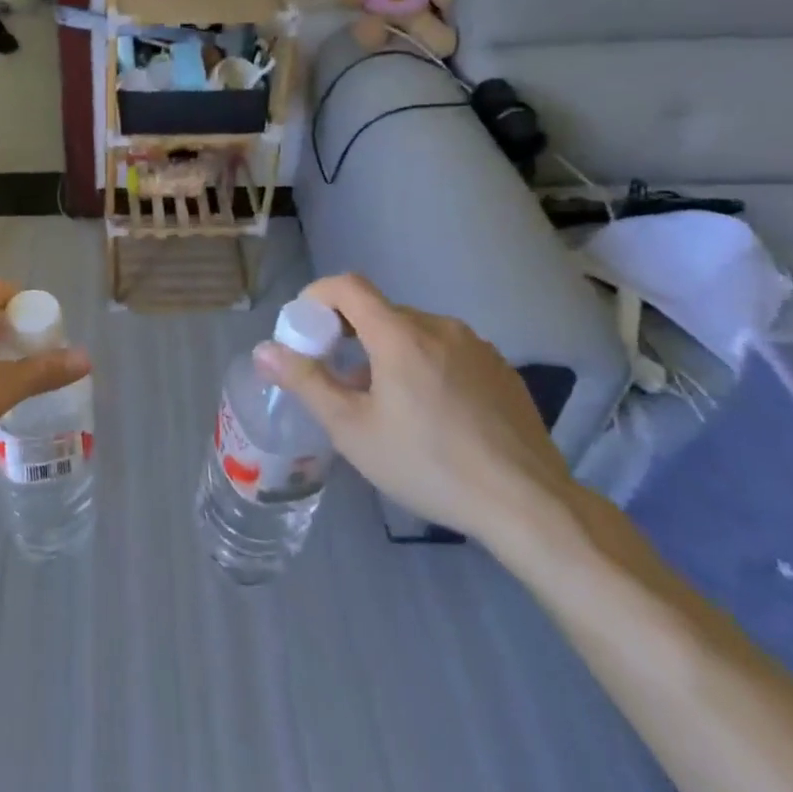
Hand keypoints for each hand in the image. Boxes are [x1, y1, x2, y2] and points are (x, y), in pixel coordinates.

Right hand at [253, 274, 574, 543]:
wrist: (528, 505)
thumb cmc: (428, 465)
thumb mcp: (352, 429)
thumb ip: (305, 382)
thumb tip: (264, 350)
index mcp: (400, 335)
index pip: (347, 286)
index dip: (317, 297)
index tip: (306, 331)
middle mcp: (439, 327)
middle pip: (380, 312)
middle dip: (350, 335)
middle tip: (340, 381)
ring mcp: (476, 346)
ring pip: (414, 333)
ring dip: (387, 353)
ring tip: (386, 404)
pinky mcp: (501, 370)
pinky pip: (447, 351)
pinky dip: (424, 365)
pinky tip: (431, 414)